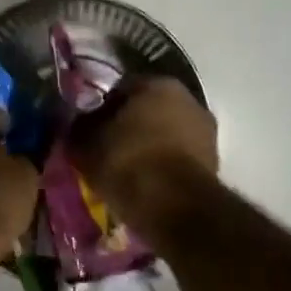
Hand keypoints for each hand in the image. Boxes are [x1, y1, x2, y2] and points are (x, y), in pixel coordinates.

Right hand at [67, 78, 218, 232]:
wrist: (173, 206)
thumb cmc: (127, 162)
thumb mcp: (86, 144)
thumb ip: (80, 128)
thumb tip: (76, 124)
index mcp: (158, 83)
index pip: (121, 88)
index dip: (101, 108)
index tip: (88, 129)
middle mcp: (189, 98)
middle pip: (148, 109)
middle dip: (128, 126)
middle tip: (106, 149)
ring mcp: (206, 131)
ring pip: (166, 134)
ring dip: (148, 146)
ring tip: (125, 171)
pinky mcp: (214, 163)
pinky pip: (178, 158)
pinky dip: (163, 166)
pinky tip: (145, 183)